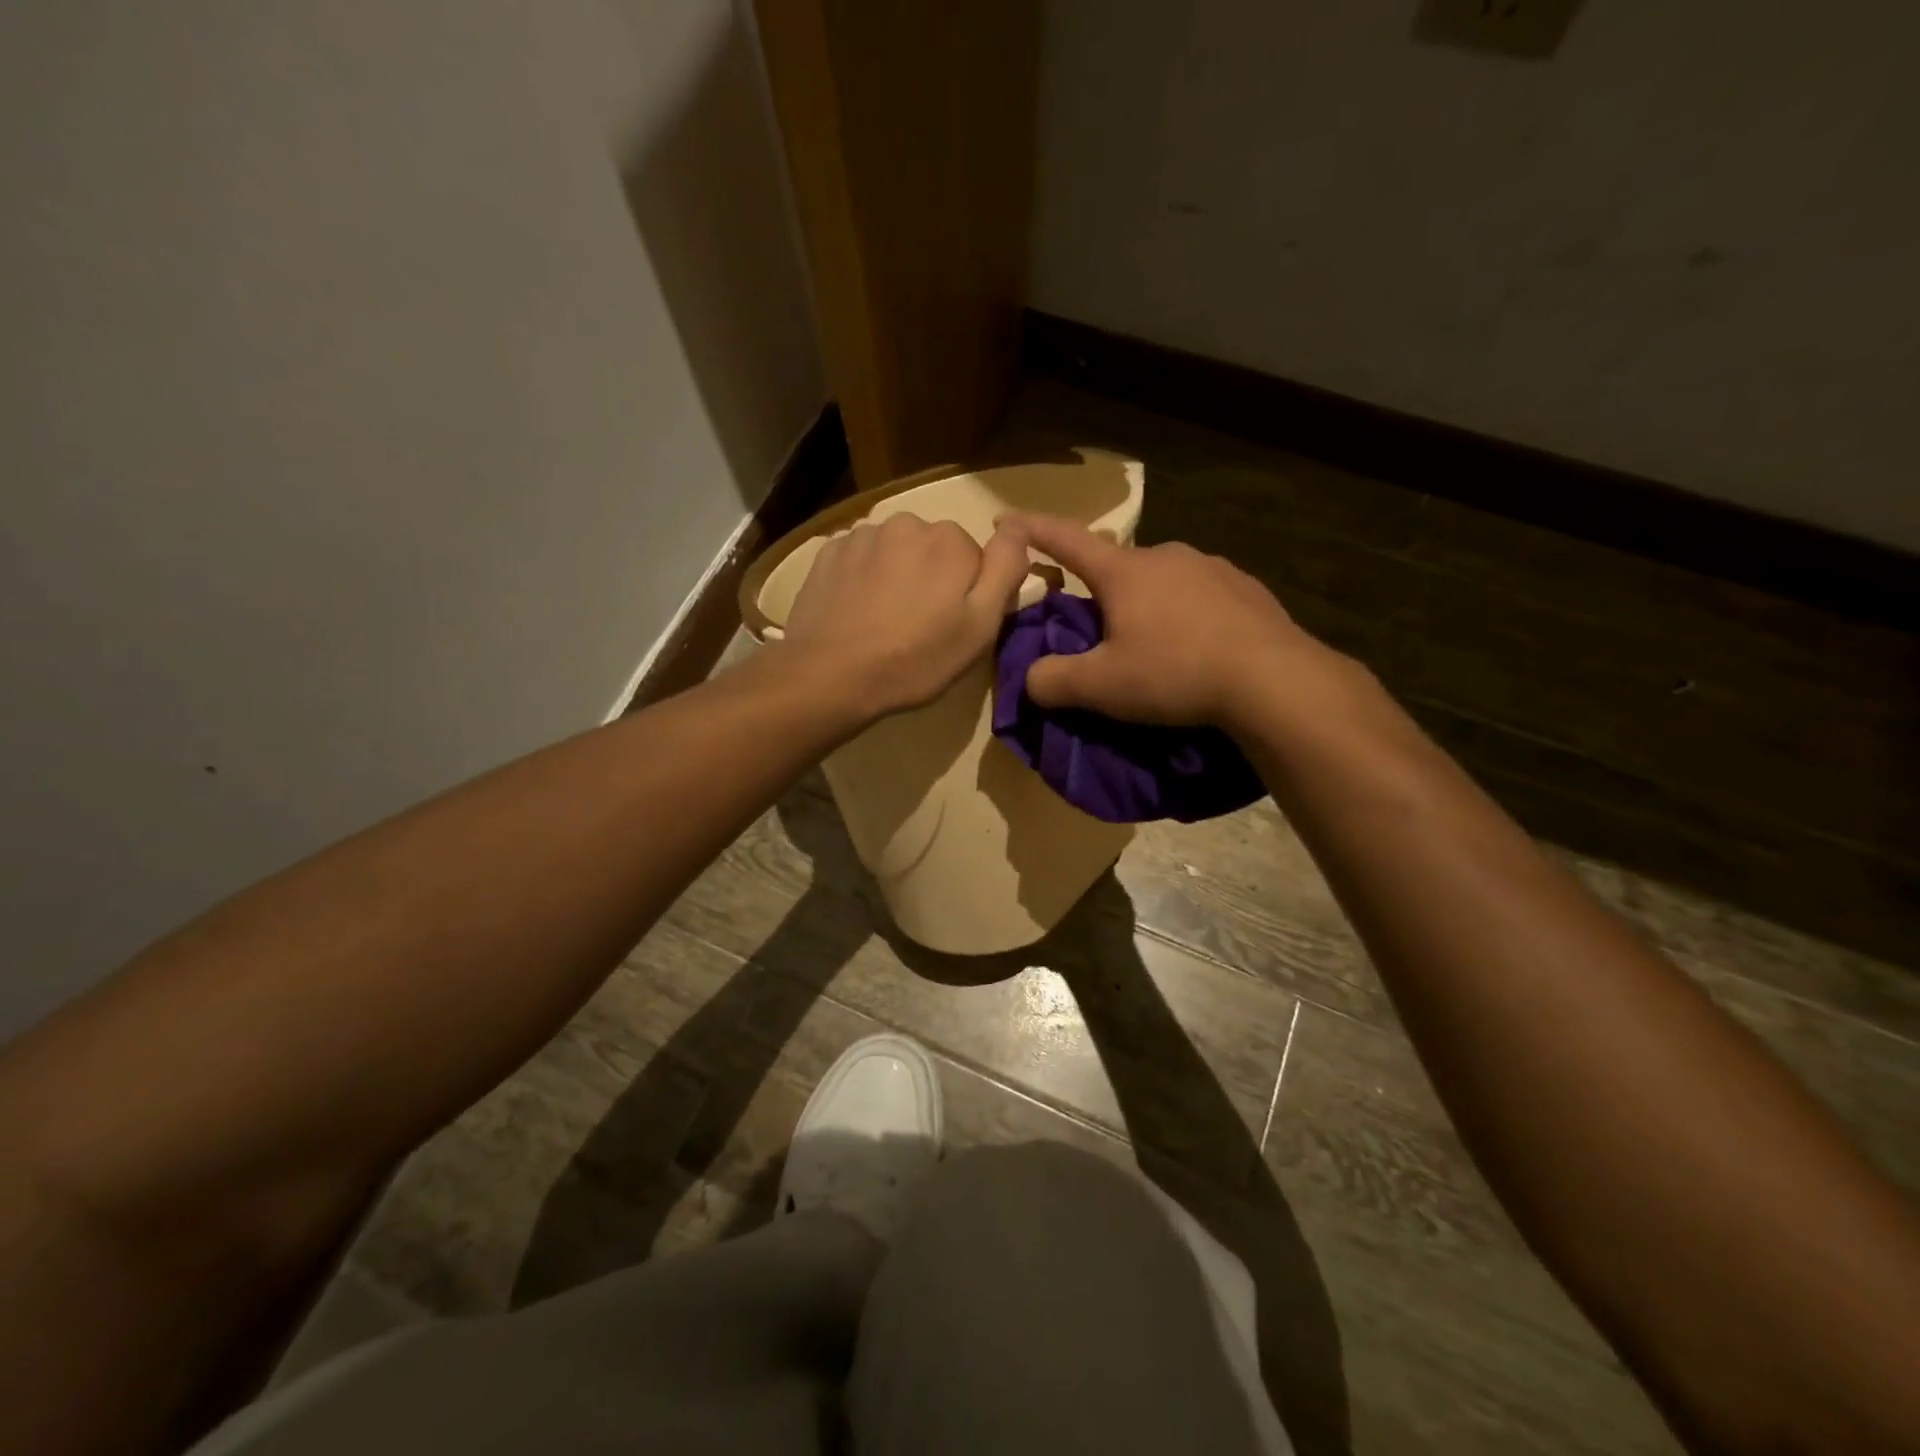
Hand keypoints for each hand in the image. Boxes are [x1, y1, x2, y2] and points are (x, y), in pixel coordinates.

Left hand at [781, 513, 1031, 719]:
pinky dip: (863, 578)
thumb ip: (1006, 569)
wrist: (830, 675)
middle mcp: (907, 523)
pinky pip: (860, 559)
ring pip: (895, 552)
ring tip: (883, 621)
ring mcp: (862, 534)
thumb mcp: (980, 626)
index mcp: (950, 540)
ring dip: (896, 576)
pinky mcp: (828, 551)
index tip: (954, 625)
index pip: (975, 558)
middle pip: (934, 549)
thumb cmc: (914, 659)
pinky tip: (856, 612)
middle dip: (932, 579)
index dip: (969, 592)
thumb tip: (1018, 528)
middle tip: (919, 627)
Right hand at [1010, 513, 1346, 729]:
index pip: (1066, 540)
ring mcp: (1211, 567)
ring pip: (1162, 579)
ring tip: (1152, 644)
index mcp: (1124, 571)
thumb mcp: (1102, 687)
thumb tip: (1030, 679)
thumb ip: (1054, 681)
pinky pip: (1200, 594)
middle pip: (1117, 565)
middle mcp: (1166, 555)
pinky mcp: (1245, 588)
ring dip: (1147, 602)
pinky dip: (1186, 613)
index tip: (1006, 521)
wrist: (1272, 678)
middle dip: (1100, 589)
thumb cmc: (1175, 673)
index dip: (1032, 531)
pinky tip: (1196, 645)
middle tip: (1096, 628)